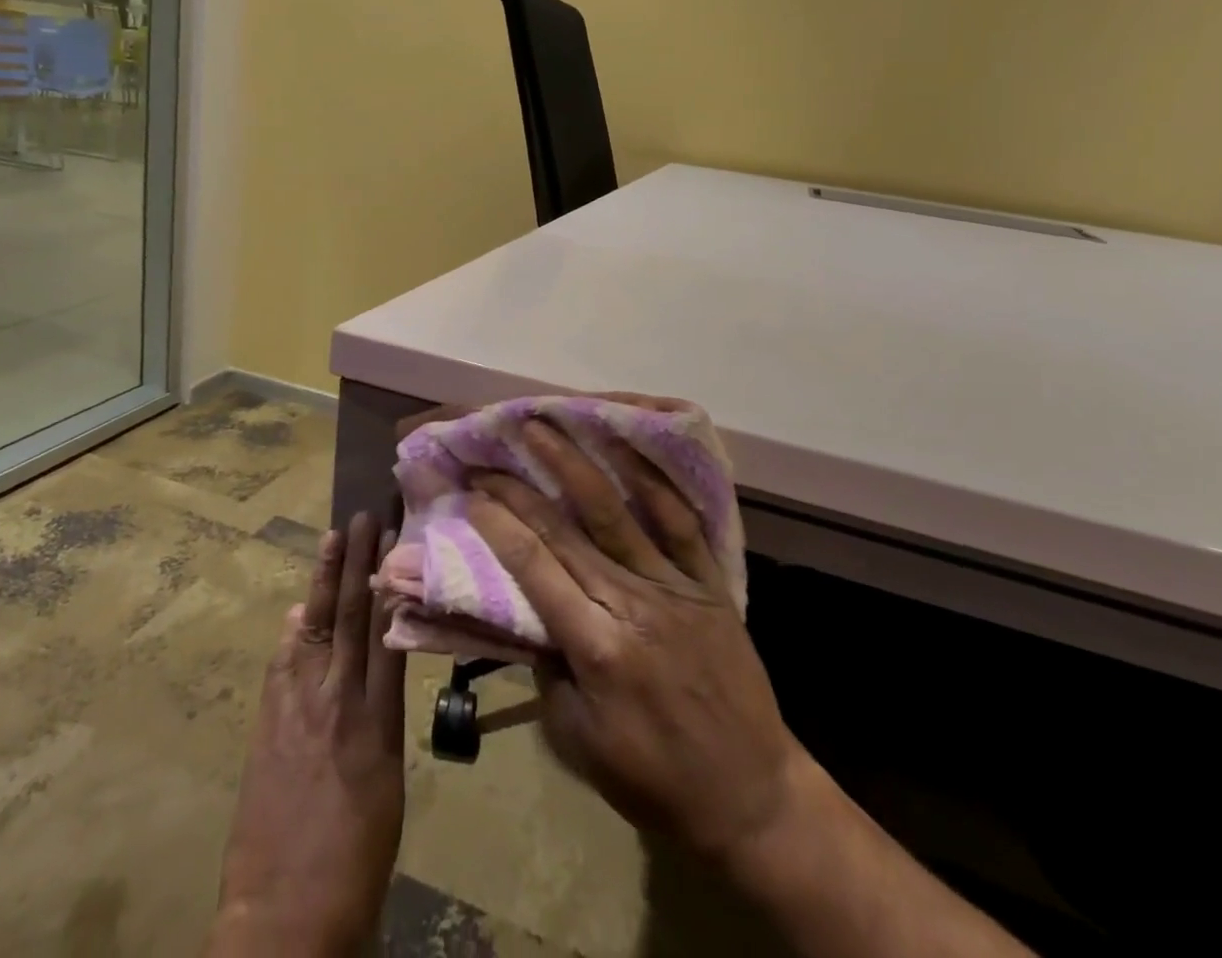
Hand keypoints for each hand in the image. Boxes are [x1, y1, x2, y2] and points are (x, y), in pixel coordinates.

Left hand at [207, 512, 407, 957]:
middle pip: (351, 616)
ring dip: (324, 581)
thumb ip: (383, 716)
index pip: (387, 630)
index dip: (391, 580)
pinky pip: (283, 663)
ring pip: (316, 628)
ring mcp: (298, 709)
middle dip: (357, 562)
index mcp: (379, 720)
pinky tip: (299, 609)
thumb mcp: (390, 782)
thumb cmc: (358, 856)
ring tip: (333, 538)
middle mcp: (339, 701)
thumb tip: (379, 661)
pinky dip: (294, 632)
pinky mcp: (267, 725)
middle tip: (364, 516)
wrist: (287, 916)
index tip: (397, 538)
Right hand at [464, 419, 803, 870]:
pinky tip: (629, 446)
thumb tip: (525, 609)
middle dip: (521, 486)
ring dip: (576, 464)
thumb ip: (547, 670)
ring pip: (617, 512)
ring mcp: (675, 587)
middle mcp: (632, 604)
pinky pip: (682, 523)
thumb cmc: (654, 781)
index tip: (471, 492)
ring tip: (546, 424)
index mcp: (597, 649)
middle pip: (566, 531)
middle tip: (491, 450)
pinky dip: (655, 482)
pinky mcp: (709, 582)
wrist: (751, 796)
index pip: (534, 568)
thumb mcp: (578, 742)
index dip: (498, 525)